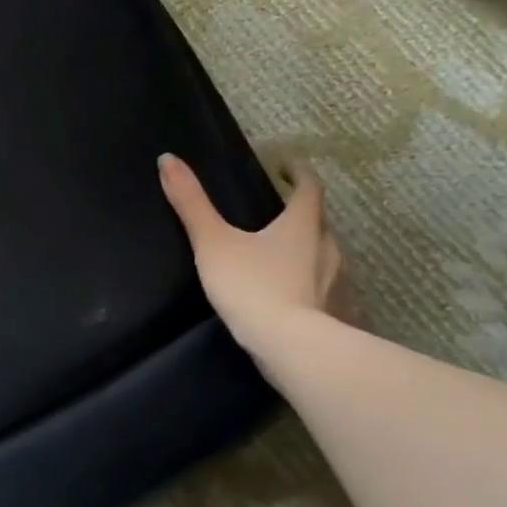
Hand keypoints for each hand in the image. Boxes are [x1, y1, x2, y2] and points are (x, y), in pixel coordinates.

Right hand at [157, 153, 351, 364]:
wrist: (290, 347)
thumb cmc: (252, 286)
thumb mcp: (212, 242)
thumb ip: (191, 204)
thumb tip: (168, 159)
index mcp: (301, 226)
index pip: (308, 188)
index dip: (297, 173)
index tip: (285, 166)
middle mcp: (327, 248)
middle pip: (319, 222)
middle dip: (302, 214)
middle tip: (280, 213)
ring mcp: (338, 283)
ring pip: (326, 256)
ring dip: (310, 249)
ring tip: (286, 255)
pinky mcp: (338, 313)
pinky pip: (329, 289)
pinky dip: (315, 283)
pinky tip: (301, 296)